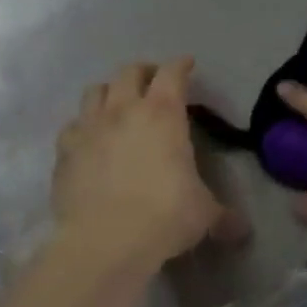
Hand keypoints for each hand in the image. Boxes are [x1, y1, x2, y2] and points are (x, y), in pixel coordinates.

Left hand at [53, 59, 234, 272]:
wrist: (105, 241)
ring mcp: (89, 128)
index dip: (181, 66)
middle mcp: (124, 111)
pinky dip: (83, 126)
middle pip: (129, 72)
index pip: (173, 74)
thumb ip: (222, 216)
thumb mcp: (204, 215)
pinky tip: (90, 139)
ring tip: (118, 104)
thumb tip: (242, 231)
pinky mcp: (64, 152)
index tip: (188, 65)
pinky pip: (72, 126)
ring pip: (95, 91)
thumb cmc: (165, 216)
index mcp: (164, 115)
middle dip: (143, 72)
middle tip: (153, 82)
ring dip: (109, 91)